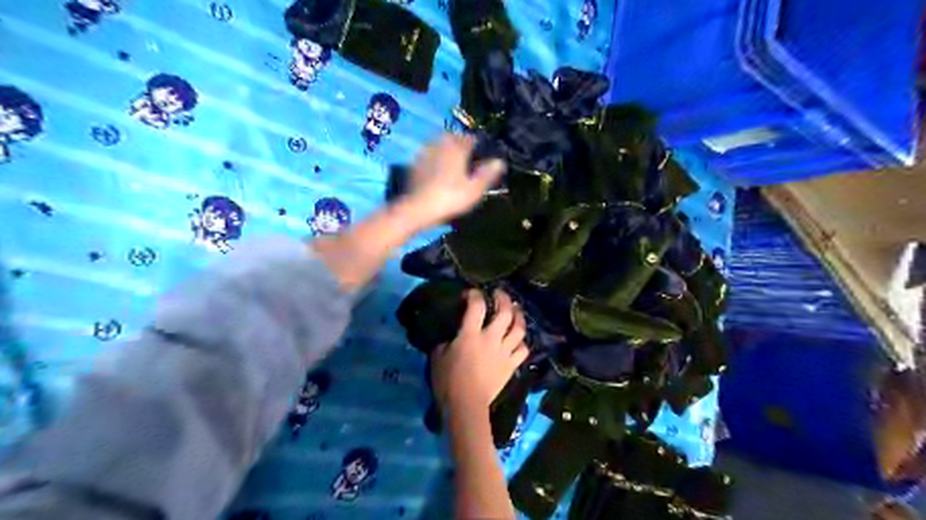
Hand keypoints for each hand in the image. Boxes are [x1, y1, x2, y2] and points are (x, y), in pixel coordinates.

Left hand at [401, 135, 505, 228]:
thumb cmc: (450, 198)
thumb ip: (488, 174)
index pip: (471, 138)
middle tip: (467, 157)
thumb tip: (500, 161)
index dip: (478, 145)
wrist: (417, 208)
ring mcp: (424, 153)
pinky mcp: (414, 164)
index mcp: (456, 148)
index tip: (483, 154)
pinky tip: (438, 172)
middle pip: (453, 138)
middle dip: (461, 144)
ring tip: (453, 163)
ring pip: (439, 145)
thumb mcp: (474, 189)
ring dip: (447, 150)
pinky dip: (435, 160)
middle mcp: (440, 144)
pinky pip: (429, 156)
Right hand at [433, 288, 527, 414]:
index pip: (476, 306)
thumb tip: (451, 337)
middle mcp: (491, 338)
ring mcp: (504, 352)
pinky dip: (522, 342)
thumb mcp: (438, 356)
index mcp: (471, 334)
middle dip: (504, 298)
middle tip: (500, 293)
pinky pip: (523, 350)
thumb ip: (446, 341)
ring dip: (519, 316)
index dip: (475, 294)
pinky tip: (519, 339)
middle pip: (505, 312)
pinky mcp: (511, 365)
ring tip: (515, 311)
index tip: (471, 293)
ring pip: (519, 329)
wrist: (466, 405)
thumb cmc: (448, 381)